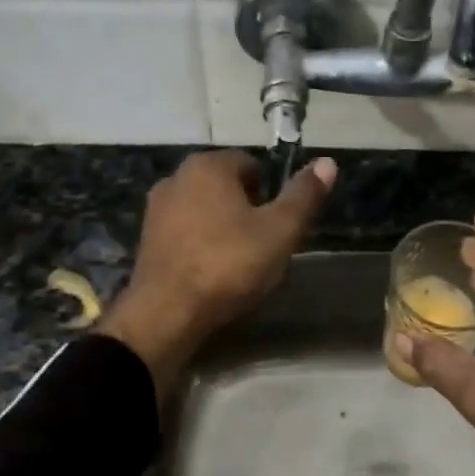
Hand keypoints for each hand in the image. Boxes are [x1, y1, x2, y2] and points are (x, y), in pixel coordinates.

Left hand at [98, 150, 335, 394]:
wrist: (167, 313)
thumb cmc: (229, 264)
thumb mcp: (280, 231)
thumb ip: (304, 195)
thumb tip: (328, 162)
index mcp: (208, 166)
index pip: (251, 165)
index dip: (271, 195)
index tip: (279, 227)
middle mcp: (176, 178)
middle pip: (226, 188)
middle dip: (247, 212)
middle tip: (265, 247)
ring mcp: (156, 210)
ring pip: (205, 211)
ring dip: (224, 229)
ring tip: (240, 265)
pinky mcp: (146, 240)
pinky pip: (186, 234)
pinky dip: (202, 246)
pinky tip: (213, 274)